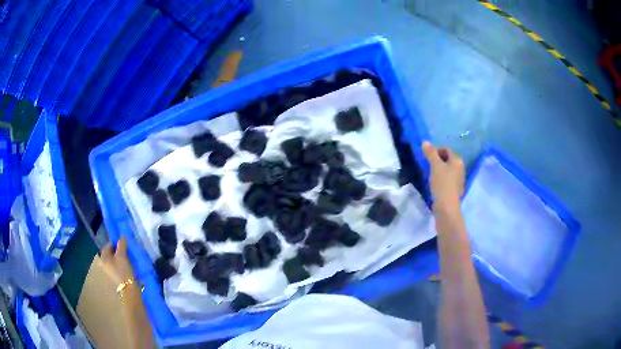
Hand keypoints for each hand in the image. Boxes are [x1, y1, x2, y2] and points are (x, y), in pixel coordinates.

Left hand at [100, 237, 135, 285]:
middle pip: (110, 254)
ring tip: (127, 258)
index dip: (115, 244)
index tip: (123, 245)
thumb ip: (121, 245)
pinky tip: (127, 266)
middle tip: (125, 251)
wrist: (129, 288)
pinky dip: (121, 264)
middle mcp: (104, 264)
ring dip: (119, 258)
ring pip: (114, 260)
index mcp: (103, 258)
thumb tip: (122, 237)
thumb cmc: (123, 270)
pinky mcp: (115, 276)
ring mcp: (109, 271)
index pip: (107, 246)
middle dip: (117, 251)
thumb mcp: (122, 255)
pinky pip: (117, 266)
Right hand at [422, 141, 464, 210]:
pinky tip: (435, 184)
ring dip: (439, 169)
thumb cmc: (442, 183)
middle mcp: (461, 168)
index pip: (446, 149)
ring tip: (430, 174)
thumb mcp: (435, 166)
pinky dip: (441, 178)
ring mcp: (459, 180)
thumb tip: (425, 142)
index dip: (436, 150)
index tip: (426, 156)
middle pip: (448, 159)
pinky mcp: (455, 190)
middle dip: (437, 160)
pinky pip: (447, 179)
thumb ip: (430, 153)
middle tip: (427, 164)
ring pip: (448, 170)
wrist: (446, 207)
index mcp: (458, 161)